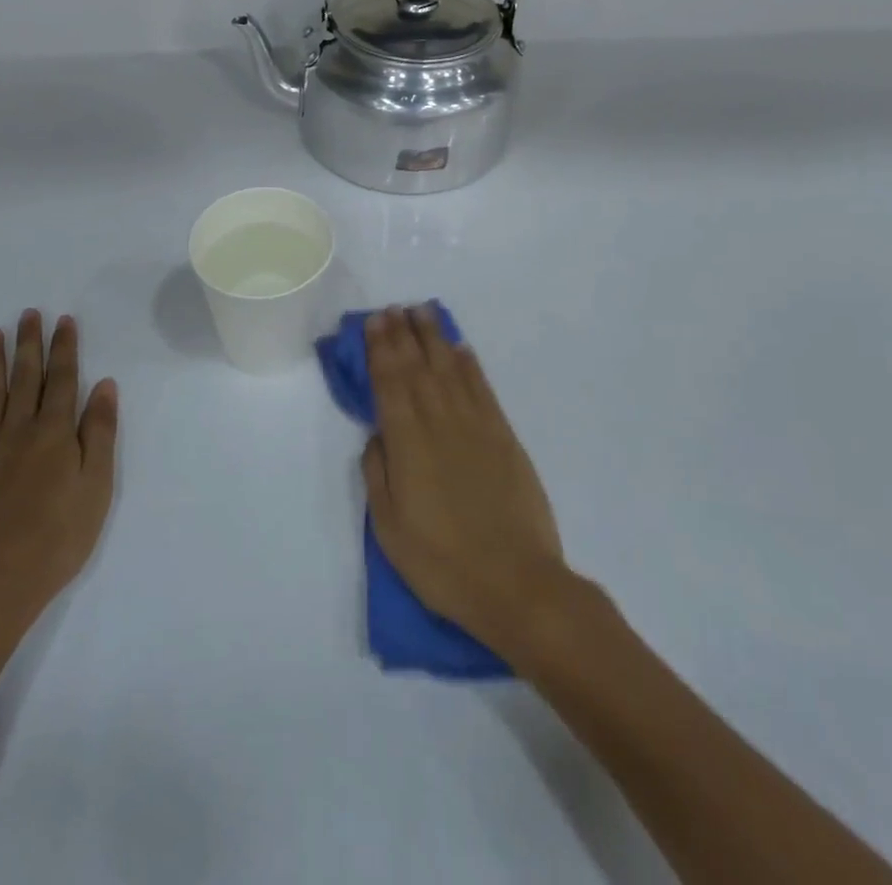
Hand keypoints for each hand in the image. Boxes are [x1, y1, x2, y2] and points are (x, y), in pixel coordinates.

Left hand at [0, 311, 117, 636]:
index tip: (63, 320)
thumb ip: (99, 433)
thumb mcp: (96, 487)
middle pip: (25, 378)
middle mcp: (18, 430)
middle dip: (29, 344)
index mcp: (55, 434)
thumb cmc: (56, 539)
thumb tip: (104, 385)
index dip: (64, 348)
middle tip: (28, 314)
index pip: (63, 380)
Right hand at [360, 306, 571, 654]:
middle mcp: (440, 423)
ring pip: (450, 368)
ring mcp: (476, 426)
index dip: (380, 349)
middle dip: (402, 334)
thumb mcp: (390, 529)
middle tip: (393, 308)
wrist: (517, 584)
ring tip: (422, 312)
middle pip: (418, 367)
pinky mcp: (504, 436)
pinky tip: (460, 348)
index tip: (374, 321)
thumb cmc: (442, 563)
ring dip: (434, 338)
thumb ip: (378, 474)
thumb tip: (377, 435)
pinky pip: (482, 388)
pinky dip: (470, 364)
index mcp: (407, 443)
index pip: (389, 382)